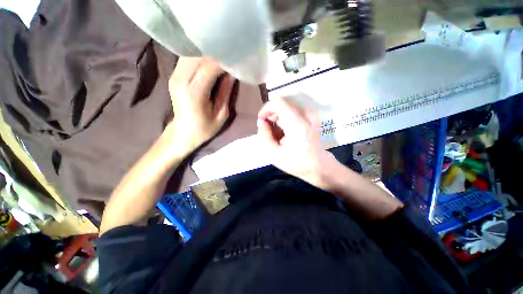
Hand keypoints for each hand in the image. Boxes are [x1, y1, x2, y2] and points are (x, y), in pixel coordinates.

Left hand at [167, 57, 234, 154]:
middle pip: (199, 57)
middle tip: (230, 59)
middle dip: (216, 55)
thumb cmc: (205, 128)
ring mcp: (175, 77)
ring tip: (221, 60)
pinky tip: (209, 62)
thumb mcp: (221, 114)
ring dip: (207, 55)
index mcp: (194, 93)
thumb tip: (232, 75)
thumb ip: (226, 93)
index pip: (209, 67)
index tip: (235, 62)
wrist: (183, 133)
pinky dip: (199, 57)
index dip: (223, 61)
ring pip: (192, 55)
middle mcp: (181, 81)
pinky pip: (187, 59)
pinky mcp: (173, 76)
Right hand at [257, 97, 336, 188]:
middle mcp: (306, 116)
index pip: (279, 103)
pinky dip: (285, 121)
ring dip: (278, 120)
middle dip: (271, 117)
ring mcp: (311, 115)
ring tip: (278, 136)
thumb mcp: (274, 154)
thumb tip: (261, 121)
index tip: (261, 120)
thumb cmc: (297, 163)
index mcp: (298, 125)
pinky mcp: (312, 117)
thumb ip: (264, 136)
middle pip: (282, 105)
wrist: (319, 166)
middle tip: (268, 132)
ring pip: (286, 109)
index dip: (266, 109)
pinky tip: (285, 134)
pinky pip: (293, 112)